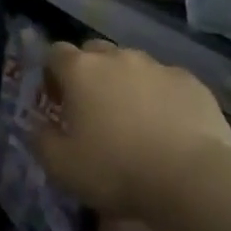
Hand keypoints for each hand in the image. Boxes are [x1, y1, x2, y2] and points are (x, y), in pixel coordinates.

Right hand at [33, 40, 230, 221]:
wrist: (190, 178)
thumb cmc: (115, 169)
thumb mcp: (60, 165)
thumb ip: (41, 139)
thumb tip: (39, 126)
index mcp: (81, 70)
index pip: (55, 53)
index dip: (51, 74)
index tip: (57, 102)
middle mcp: (118, 58)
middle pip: (95, 52)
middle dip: (89, 73)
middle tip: (93, 109)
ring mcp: (158, 66)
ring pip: (133, 65)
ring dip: (126, 84)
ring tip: (134, 120)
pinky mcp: (192, 82)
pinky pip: (167, 82)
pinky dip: (161, 96)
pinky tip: (167, 127)